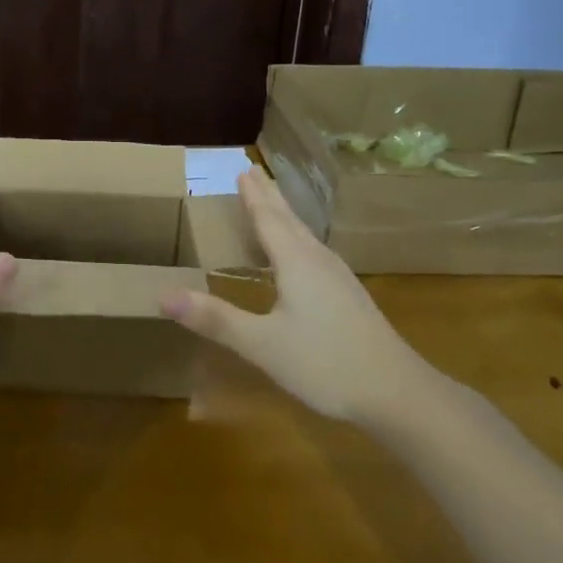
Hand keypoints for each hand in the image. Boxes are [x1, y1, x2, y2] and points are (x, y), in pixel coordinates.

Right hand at [161, 168, 427, 423]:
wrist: (398, 393)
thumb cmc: (326, 364)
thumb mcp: (263, 345)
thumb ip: (216, 319)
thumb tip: (164, 296)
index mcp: (296, 262)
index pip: (268, 218)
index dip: (253, 196)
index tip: (242, 170)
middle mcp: (318, 260)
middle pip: (289, 219)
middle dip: (269, 197)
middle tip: (254, 172)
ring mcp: (338, 278)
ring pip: (305, 235)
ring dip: (285, 215)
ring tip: (272, 204)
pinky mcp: (349, 296)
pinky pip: (314, 252)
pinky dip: (297, 238)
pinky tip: (301, 255)